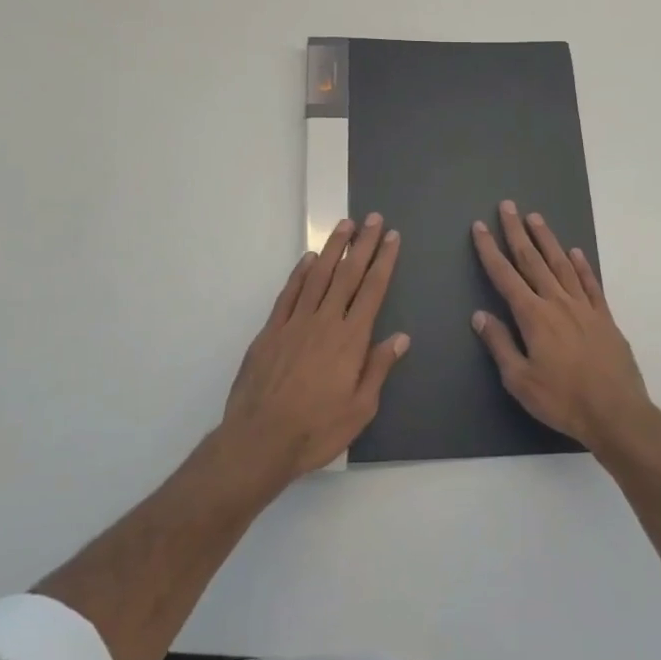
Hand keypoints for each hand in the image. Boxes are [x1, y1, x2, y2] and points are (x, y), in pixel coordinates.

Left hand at [222, 215, 408, 485]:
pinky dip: (300, 272)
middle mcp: (325, 321)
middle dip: (363, 244)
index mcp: (351, 339)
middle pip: (348, 274)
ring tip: (345, 225)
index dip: (384, 261)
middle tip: (374, 219)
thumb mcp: (360, 408)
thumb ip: (379, 368)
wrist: (260, 440)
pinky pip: (289, 293)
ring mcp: (295, 322)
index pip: (373, 290)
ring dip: (333, 248)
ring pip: (318, 275)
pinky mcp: (271, 330)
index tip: (392, 237)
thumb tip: (401, 337)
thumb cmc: (316, 430)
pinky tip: (309, 259)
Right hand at [470, 201, 659, 458]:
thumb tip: (480, 315)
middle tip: (508, 206)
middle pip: (532, 260)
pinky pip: (590, 284)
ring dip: (547, 239)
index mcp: (533, 316)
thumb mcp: (520, 380)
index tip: (481, 226)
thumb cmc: (562, 400)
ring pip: (561, 264)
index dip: (490, 250)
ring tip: (535, 217)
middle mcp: (557, 302)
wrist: (617, 412)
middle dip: (517, 232)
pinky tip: (575, 252)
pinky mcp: (605, 317)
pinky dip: (581, 265)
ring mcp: (584, 307)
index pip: (505, 276)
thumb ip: (500, 344)